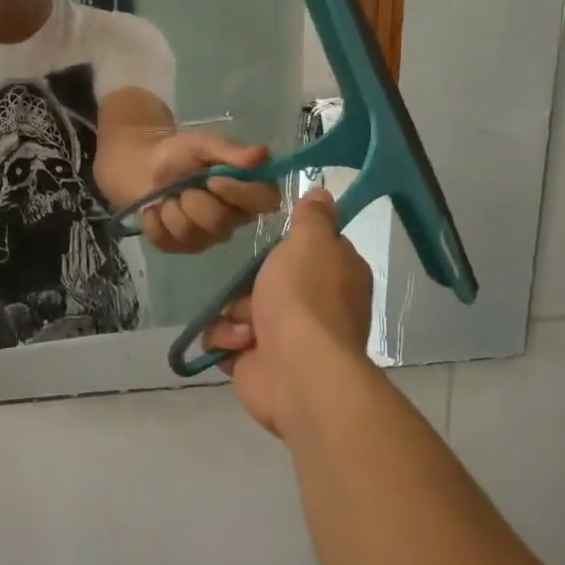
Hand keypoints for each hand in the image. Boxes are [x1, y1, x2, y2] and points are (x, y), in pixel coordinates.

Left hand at [137, 132, 281, 254]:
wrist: (145, 168)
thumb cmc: (181, 154)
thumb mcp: (203, 144)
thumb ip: (231, 151)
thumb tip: (263, 154)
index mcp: (249, 191)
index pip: (266, 201)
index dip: (240, 193)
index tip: (213, 179)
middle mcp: (235, 219)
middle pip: (220, 221)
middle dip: (194, 199)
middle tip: (184, 185)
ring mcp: (209, 238)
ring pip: (191, 233)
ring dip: (171, 209)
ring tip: (169, 195)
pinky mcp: (182, 248)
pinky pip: (167, 242)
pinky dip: (154, 221)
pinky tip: (156, 209)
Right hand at [203, 188, 375, 441]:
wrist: (297, 370)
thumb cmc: (304, 298)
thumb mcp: (311, 242)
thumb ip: (313, 217)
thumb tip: (324, 193)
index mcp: (337, 275)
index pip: (311, 249)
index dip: (290, 247)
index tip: (273, 244)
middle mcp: (315, 306)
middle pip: (266, 279)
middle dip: (249, 284)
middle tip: (251, 286)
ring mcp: (285, 337)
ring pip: (240, 308)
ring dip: (234, 314)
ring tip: (246, 327)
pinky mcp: (258, 363)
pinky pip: (227, 339)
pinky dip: (227, 340)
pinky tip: (239, 346)